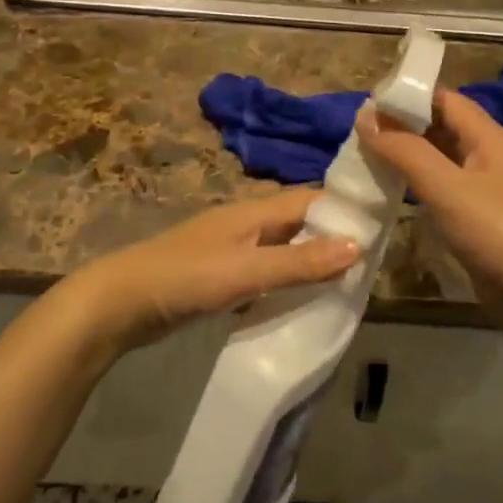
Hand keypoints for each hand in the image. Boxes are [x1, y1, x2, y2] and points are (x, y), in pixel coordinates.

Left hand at [66, 190, 361, 355]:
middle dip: (333, 237)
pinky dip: (287, 282)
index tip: (381, 225)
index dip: (344, 208)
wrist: (120, 304)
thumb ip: (299, 262)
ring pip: (283, 249)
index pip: (310, 198)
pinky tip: (302, 302)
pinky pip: (266, 272)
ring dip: (311, 262)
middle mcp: (246, 224)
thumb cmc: (184, 278)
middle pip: (299, 223)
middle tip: (371, 264)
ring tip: (347, 285)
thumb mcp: (245, 270)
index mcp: (253, 211)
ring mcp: (231, 250)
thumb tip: (358, 246)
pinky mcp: (220, 276)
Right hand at [357, 89, 502, 349]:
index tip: (363, 105)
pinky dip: (418, 189)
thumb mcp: (449, 188)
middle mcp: (490, 157)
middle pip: (442, 129)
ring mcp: (488, 192)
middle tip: (355, 135)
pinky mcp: (482, 223)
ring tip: (364, 161)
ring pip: (441, 162)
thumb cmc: (501, 235)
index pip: (444, 100)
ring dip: (407, 158)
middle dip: (402, 127)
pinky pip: (445, 193)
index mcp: (489, 138)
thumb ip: (406, 152)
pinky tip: (393, 197)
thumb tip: (365, 116)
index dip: (406, 96)